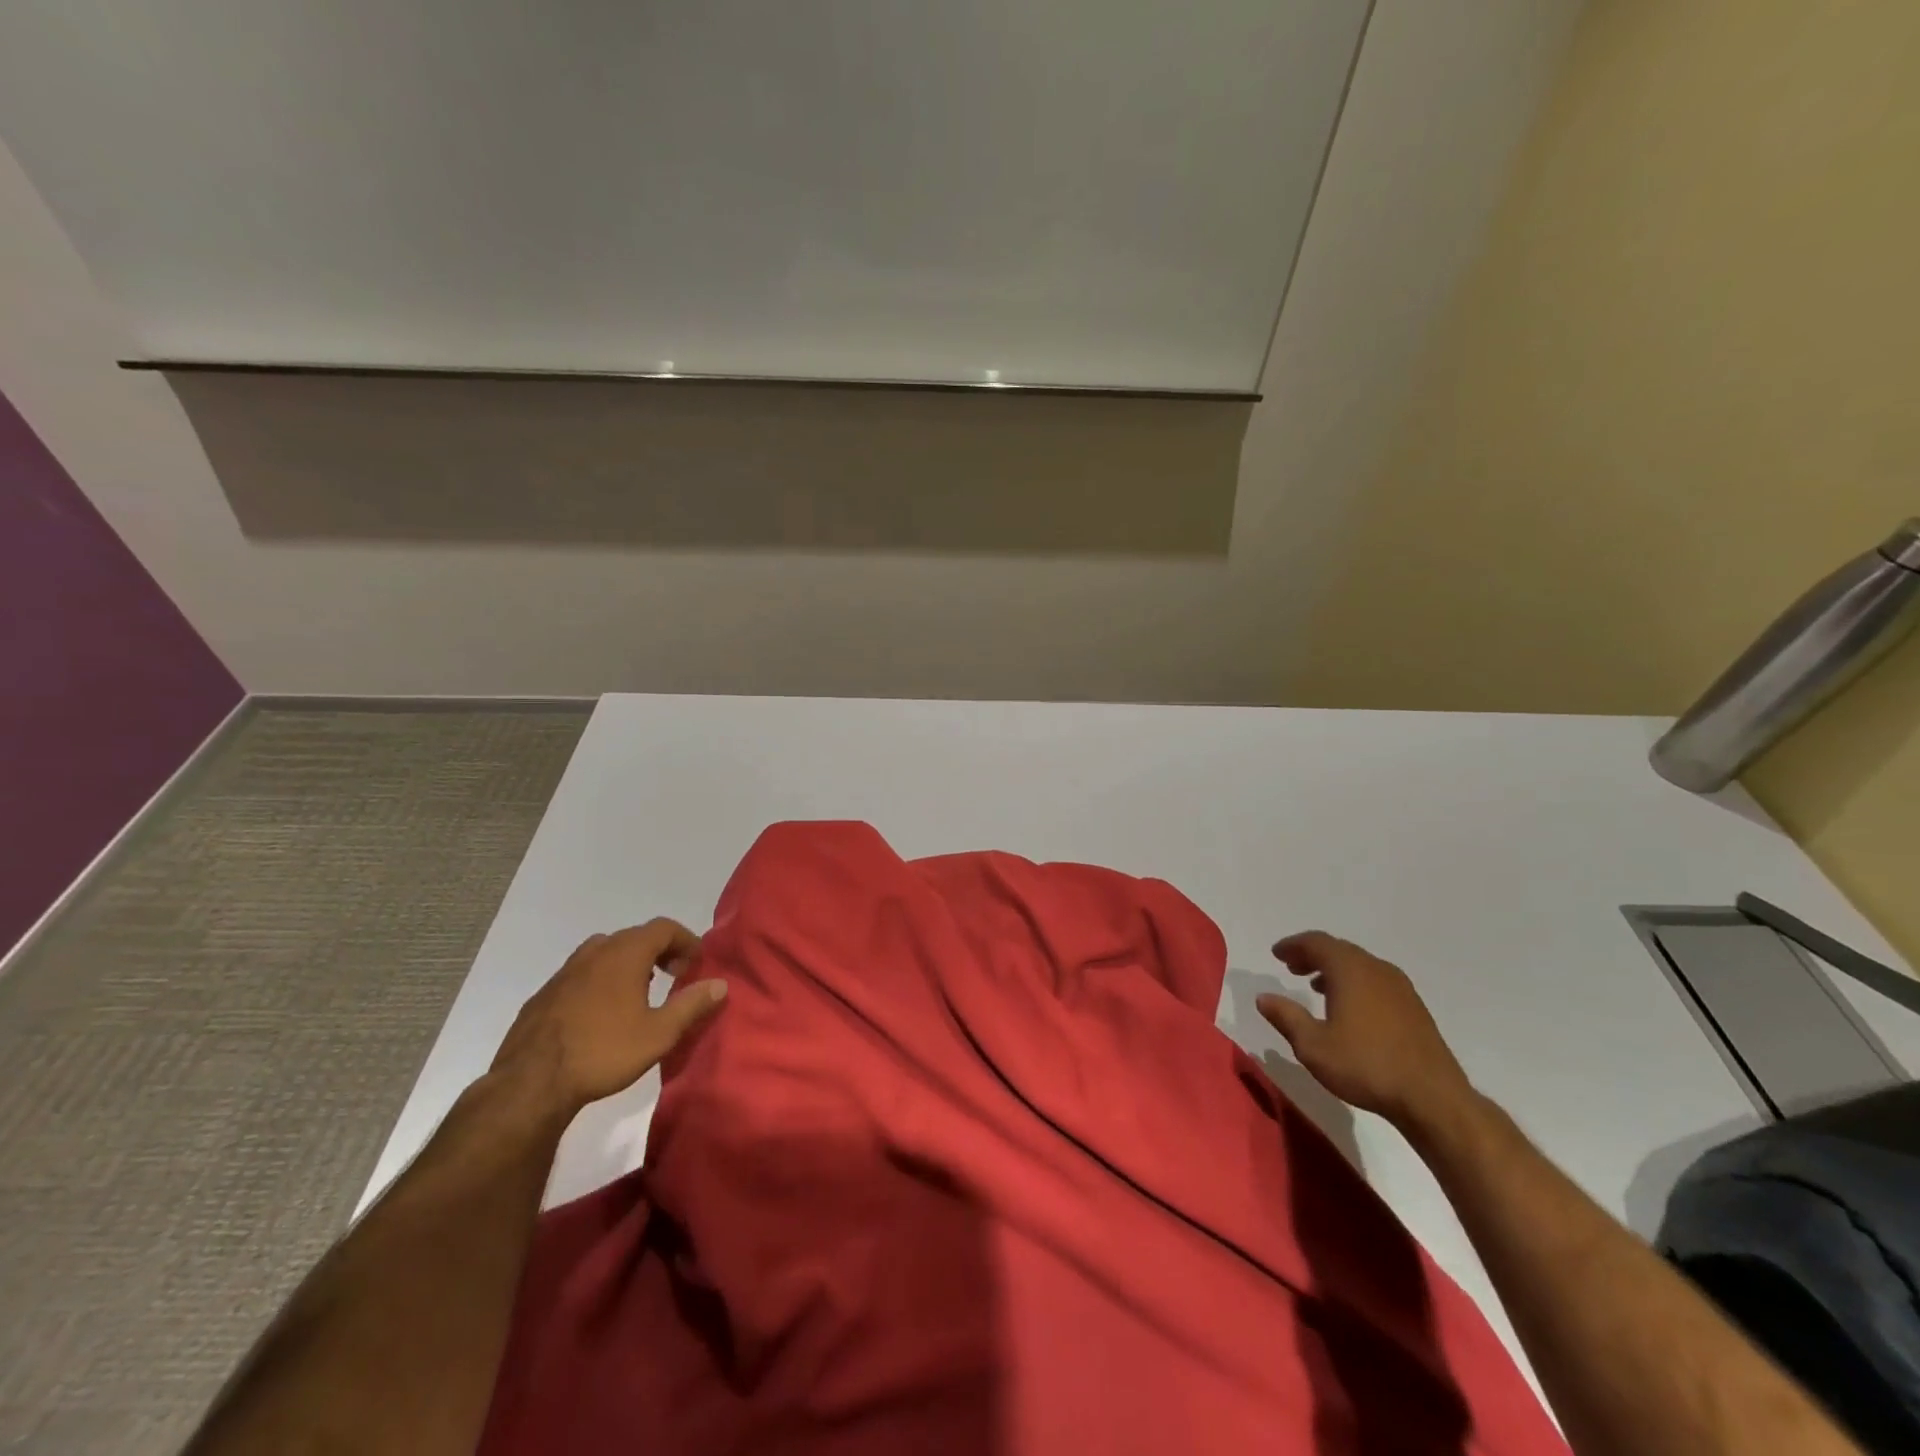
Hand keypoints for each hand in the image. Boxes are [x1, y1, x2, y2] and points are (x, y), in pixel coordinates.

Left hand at [489, 918, 727, 1119]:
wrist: (530, 1084)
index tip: (696, 965)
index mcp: (625, 953)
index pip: (664, 928)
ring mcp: (565, 971)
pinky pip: (583, 973)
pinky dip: (602, 979)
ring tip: (640, 993)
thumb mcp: (659, 1033)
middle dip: (660, 951)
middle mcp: (595, 952)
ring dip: (629, 963)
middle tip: (674, 977)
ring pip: (606, 952)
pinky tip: (602, 1013)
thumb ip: (692, 1004)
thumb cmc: (604, 1052)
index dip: (686, 941)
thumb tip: (720, 984)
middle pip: (635, 936)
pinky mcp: (545, 994)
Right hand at [1255, 931, 1471, 1128]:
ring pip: (1360, 965)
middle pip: (1339, 950)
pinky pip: (1376, 981)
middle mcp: (1376, 969)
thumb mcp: (1313, 1046)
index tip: (1277, 954)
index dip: (1293, 945)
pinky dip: (1355, 983)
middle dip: (1312, 955)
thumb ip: (1286, 1017)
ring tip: (1316, 986)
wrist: (1433, 1098)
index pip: (1316, 943)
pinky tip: (1350, 1008)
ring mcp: (1400, 988)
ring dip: (1334, 970)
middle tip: (1292, 966)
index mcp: (1350, 970)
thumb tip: (1263, 997)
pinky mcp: (1414, 1008)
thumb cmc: (1366, 1066)